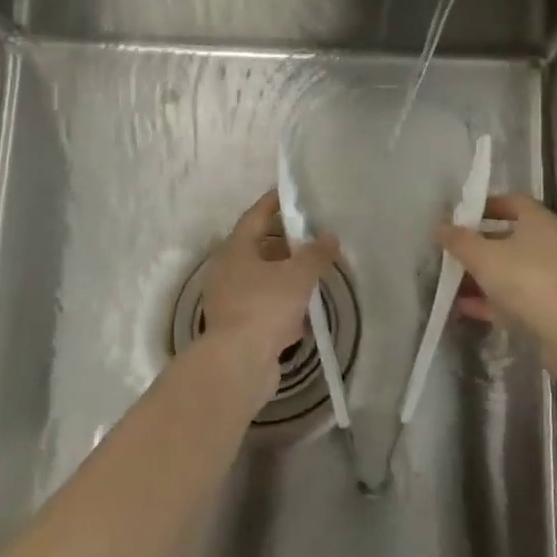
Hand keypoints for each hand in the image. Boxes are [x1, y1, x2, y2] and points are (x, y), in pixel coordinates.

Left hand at [200, 190, 338, 361]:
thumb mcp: (298, 275)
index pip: (255, 216)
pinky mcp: (237, 328)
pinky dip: (282, 307)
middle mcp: (227, 271)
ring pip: (261, 280)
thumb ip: (316, 253)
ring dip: (284, 276)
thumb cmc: (265, 307)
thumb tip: (330, 236)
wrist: (238, 363)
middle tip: (310, 235)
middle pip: (257, 248)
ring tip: (312, 273)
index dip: (274, 204)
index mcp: (235, 250)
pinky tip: (304, 314)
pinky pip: (263, 308)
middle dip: (284, 242)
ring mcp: (230, 301)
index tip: (291, 194)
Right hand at [435, 193, 556, 328]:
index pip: (513, 202)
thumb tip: (440, 227)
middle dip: (479, 244)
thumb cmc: (524, 278)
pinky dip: (490, 300)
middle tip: (452, 249)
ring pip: (510, 270)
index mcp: (538, 222)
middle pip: (510, 238)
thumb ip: (459, 240)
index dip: (487, 205)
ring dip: (482, 275)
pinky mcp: (548, 308)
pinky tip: (464, 307)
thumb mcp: (482, 255)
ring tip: (452, 281)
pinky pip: (513, 298)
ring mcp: (550, 278)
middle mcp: (549, 245)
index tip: (462, 215)